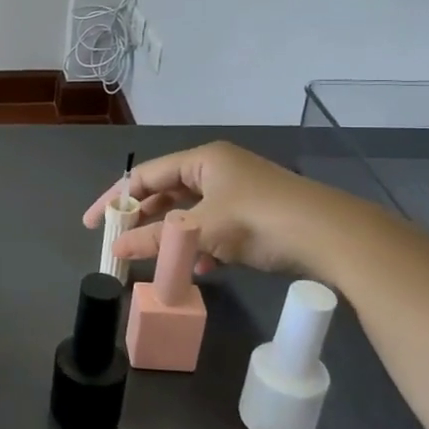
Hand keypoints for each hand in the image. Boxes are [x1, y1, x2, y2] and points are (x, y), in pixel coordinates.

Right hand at [82, 141, 336, 277]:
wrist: (333, 237)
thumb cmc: (259, 219)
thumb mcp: (200, 230)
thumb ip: (155, 240)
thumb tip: (117, 250)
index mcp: (202, 159)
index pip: (145, 176)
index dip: (115, 199)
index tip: (95, 224)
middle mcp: (218, 169)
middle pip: (166, 194)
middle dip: (144, 221)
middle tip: (121, 245)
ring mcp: (238, 193)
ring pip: (190, 214)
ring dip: (171, 238)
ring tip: (153, 260)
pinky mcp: (255, 217)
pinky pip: (214, 228)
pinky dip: (200, 247)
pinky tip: (198, 269)